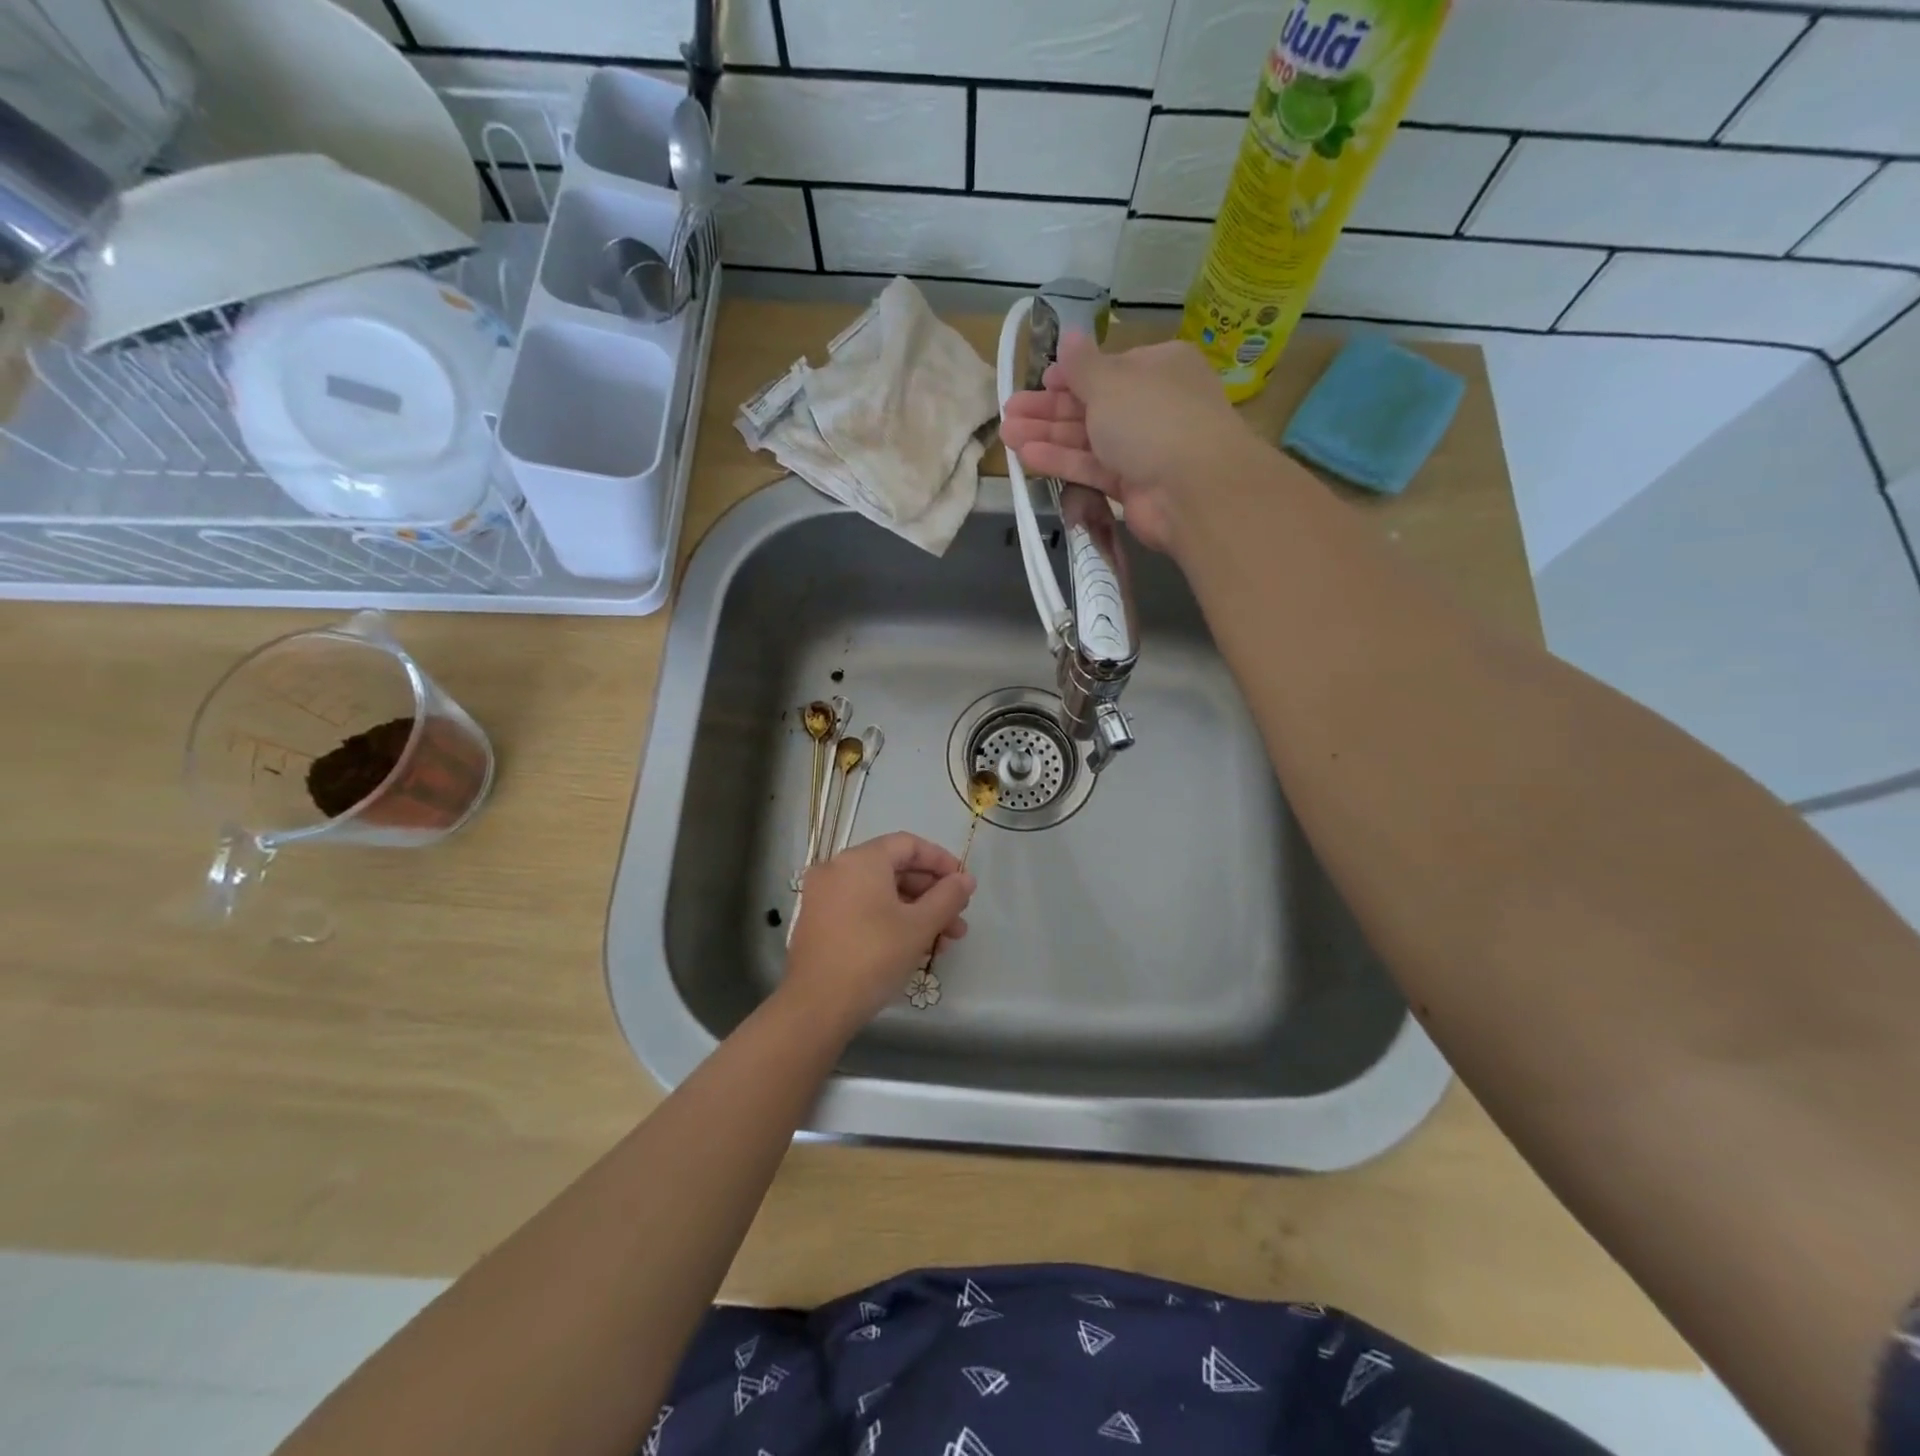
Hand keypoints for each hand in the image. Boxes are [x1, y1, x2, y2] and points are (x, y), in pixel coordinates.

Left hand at [784, 832, 976, 1031]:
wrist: (816, 1007)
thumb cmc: (873, 957)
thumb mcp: (920, 926)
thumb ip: (948, 896)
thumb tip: (966, 880)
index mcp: (861, 860)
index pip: (908, 845)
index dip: (941, 861)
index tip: (964, 884)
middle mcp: (837, 868)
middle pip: (894, 869)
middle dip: (931, 894)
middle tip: (958, 919)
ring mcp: (823, 895)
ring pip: (880, 893)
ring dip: (915, 911)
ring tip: (944, 942)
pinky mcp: (818, 921)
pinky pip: (862, 908)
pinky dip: (889, 919)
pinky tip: (913, 946)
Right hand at [1000, 334, 1250, 553]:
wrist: (1192, 489)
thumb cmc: (1152, 418)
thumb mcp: (1110, 381)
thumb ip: (1082, 365)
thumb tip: (1069, 335)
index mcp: (1158, 368)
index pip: (1109, 369)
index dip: (1071, 375)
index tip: (1039, 381)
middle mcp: (1153, 406)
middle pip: (1093, 405)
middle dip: (1049, 409)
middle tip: (1010, 412)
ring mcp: (1144, 449)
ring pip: (1089, 439)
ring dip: (1048, 436)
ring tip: (1007, 435)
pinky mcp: (1133, 486)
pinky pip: (1092, 468)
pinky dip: (1062, 462)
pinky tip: (1028, 457)